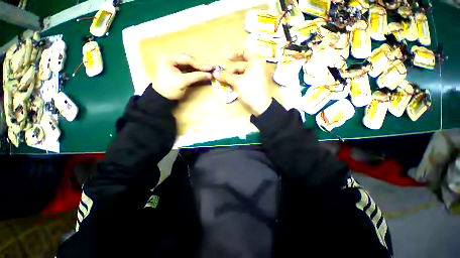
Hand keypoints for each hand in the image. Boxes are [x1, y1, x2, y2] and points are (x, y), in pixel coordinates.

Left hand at [152, 54, 212, 99]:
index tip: (209, 68)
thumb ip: (196, 77)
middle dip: (198, 65)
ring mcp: (173, 64)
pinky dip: (194, 71)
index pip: (187, 59)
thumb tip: (209, 75)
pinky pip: (187, 68)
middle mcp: (171, 58)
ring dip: (197, 67)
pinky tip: (200, 73)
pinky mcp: (176, 70)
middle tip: (209, 69)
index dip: (199, 64)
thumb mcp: (183, 82)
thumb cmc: (170, 89)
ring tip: (206, 71)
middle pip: (188, 59)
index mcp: (169, 58)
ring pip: (188, 64)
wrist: (163, 98)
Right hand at [213, 53, 271, 115]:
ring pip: (244, 72)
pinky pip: (247, 78)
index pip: (245, 52)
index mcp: (256, 61)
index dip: (235, 54)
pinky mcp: (257, 82)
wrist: (261, 105)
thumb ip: (226, 76)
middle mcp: (258, 65)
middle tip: (223, 75)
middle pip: (242, 64)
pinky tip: (233, 84)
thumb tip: (214, 73)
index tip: (227, 59)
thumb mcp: (237, 82)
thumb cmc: (249, 89)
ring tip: (226, 81)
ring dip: (234, 76)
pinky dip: (239, 80)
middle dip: (232, 70)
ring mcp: (258, 75)